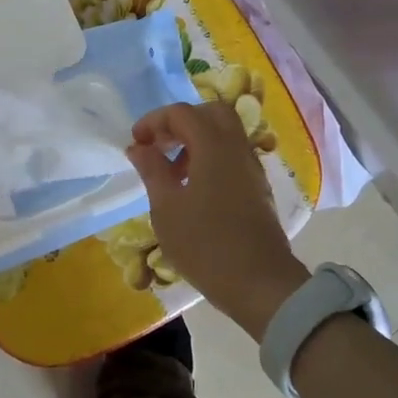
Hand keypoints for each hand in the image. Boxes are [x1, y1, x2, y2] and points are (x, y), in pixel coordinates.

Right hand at [127, 101, 308, 338]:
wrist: (261, 284)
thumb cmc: (205, 244)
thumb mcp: (166, 208)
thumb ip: (151, 170)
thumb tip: (139, 146)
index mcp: (213, 146)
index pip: (181, 113)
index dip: (154, 121)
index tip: (136, 143)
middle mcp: (237, 148)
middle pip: (210, 114)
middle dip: (180, 123)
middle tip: (159, 146)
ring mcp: (252, 168)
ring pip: (224, 134)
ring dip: (195, 141)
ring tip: (172, 173)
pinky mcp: (257, 188)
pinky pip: (232, 156)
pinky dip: (210, 158)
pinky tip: (194, 190)